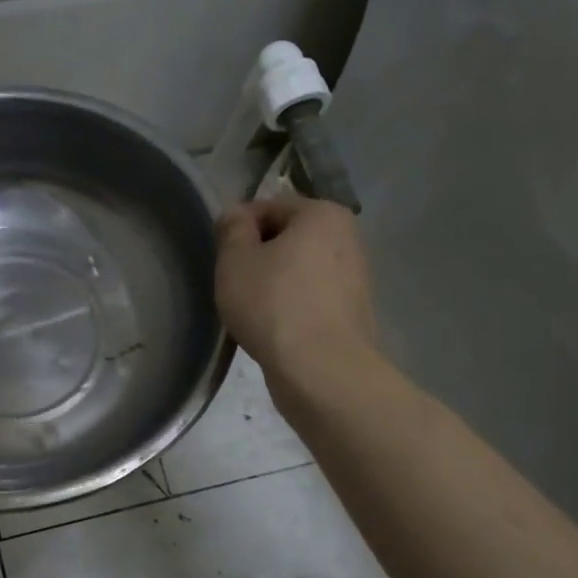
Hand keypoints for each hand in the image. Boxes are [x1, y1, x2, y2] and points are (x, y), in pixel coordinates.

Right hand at [215, 194, 377, 383]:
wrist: (321, 370)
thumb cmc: (273, 304)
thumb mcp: (235, 260)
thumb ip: (232, 228)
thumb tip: (237, 216)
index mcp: (322, 214)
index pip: (268, 207)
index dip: (238, 229)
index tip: (222, 258)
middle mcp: (348, 237)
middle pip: (288, 237)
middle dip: (259, 255)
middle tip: (234, 284)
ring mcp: (355, 277)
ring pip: (300, 269)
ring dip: (275, 282)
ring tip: (253, 309)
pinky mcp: (354, 312)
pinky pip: (312, 297)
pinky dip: (292, 305)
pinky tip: (275, 327)